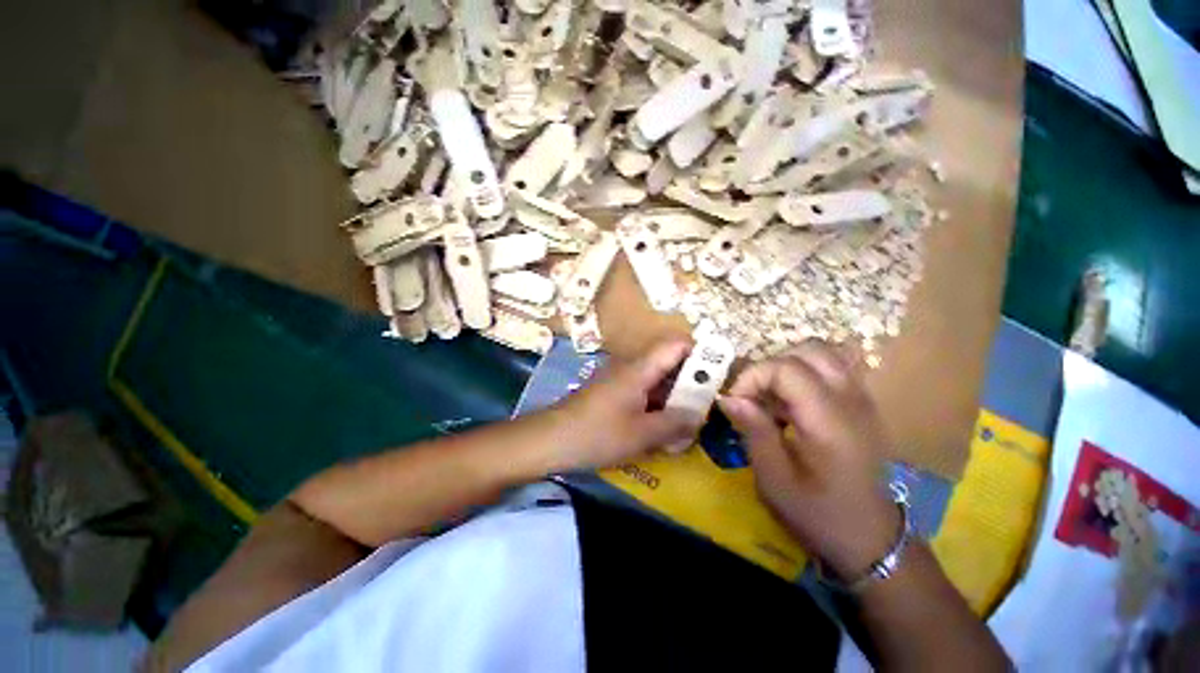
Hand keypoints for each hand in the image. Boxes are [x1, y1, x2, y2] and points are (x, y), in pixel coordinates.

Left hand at [548, 340, 694, 470]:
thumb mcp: (641, 434)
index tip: (717, 375)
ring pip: (657, 381)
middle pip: (669, 364)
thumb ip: (674, 424)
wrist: (550, 440)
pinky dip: (657, 407)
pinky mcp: (614, 395)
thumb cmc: (596, 433)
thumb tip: (699, 417)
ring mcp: (621, 381)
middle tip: (707, 407)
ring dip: (674, 399)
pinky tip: (663, 429)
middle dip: (690, 383)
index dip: (699, 353)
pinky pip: (643, 394)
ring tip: (690, 423)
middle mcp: (632, 368)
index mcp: (640, 368)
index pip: (676, 345)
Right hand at [717, 341, 899, 578]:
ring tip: (773, 396)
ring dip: (789, 365)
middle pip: (808, 351)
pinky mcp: (862, 404)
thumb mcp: (774, 479)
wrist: (870, 537)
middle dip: (770, 366)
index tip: (736, 402)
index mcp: (829, 421)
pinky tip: (793, 402)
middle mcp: (851, 400)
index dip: (753, 376)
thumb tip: (728, 398)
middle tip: (755, 395)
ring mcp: (862, 399)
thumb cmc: (818, 513)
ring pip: (823, 353)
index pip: (786, 368)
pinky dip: (806, 372)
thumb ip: (753, 430)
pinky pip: (834, 367)